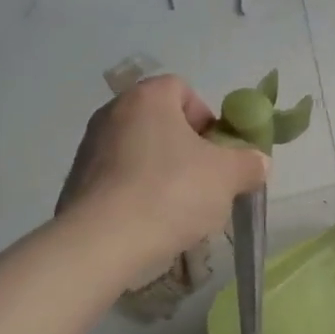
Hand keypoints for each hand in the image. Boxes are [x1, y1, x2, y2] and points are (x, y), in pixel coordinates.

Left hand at [56, 75, 269, 262]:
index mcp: (147, 98)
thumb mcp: (228, 176)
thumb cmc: (171, 192)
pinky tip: (151, 225)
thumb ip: (249, 163)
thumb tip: (258, 162)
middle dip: (187, 151)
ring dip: (163, 175)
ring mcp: (89, 150)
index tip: (217, 152)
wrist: (102, 243)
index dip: (206, 118)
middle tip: (205, 182)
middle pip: (161, 123)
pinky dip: (137, 196)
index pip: (183, 90)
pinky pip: (119, 182)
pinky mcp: (76, 185)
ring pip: (141, 154)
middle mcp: (112, 114)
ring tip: (179, 211)